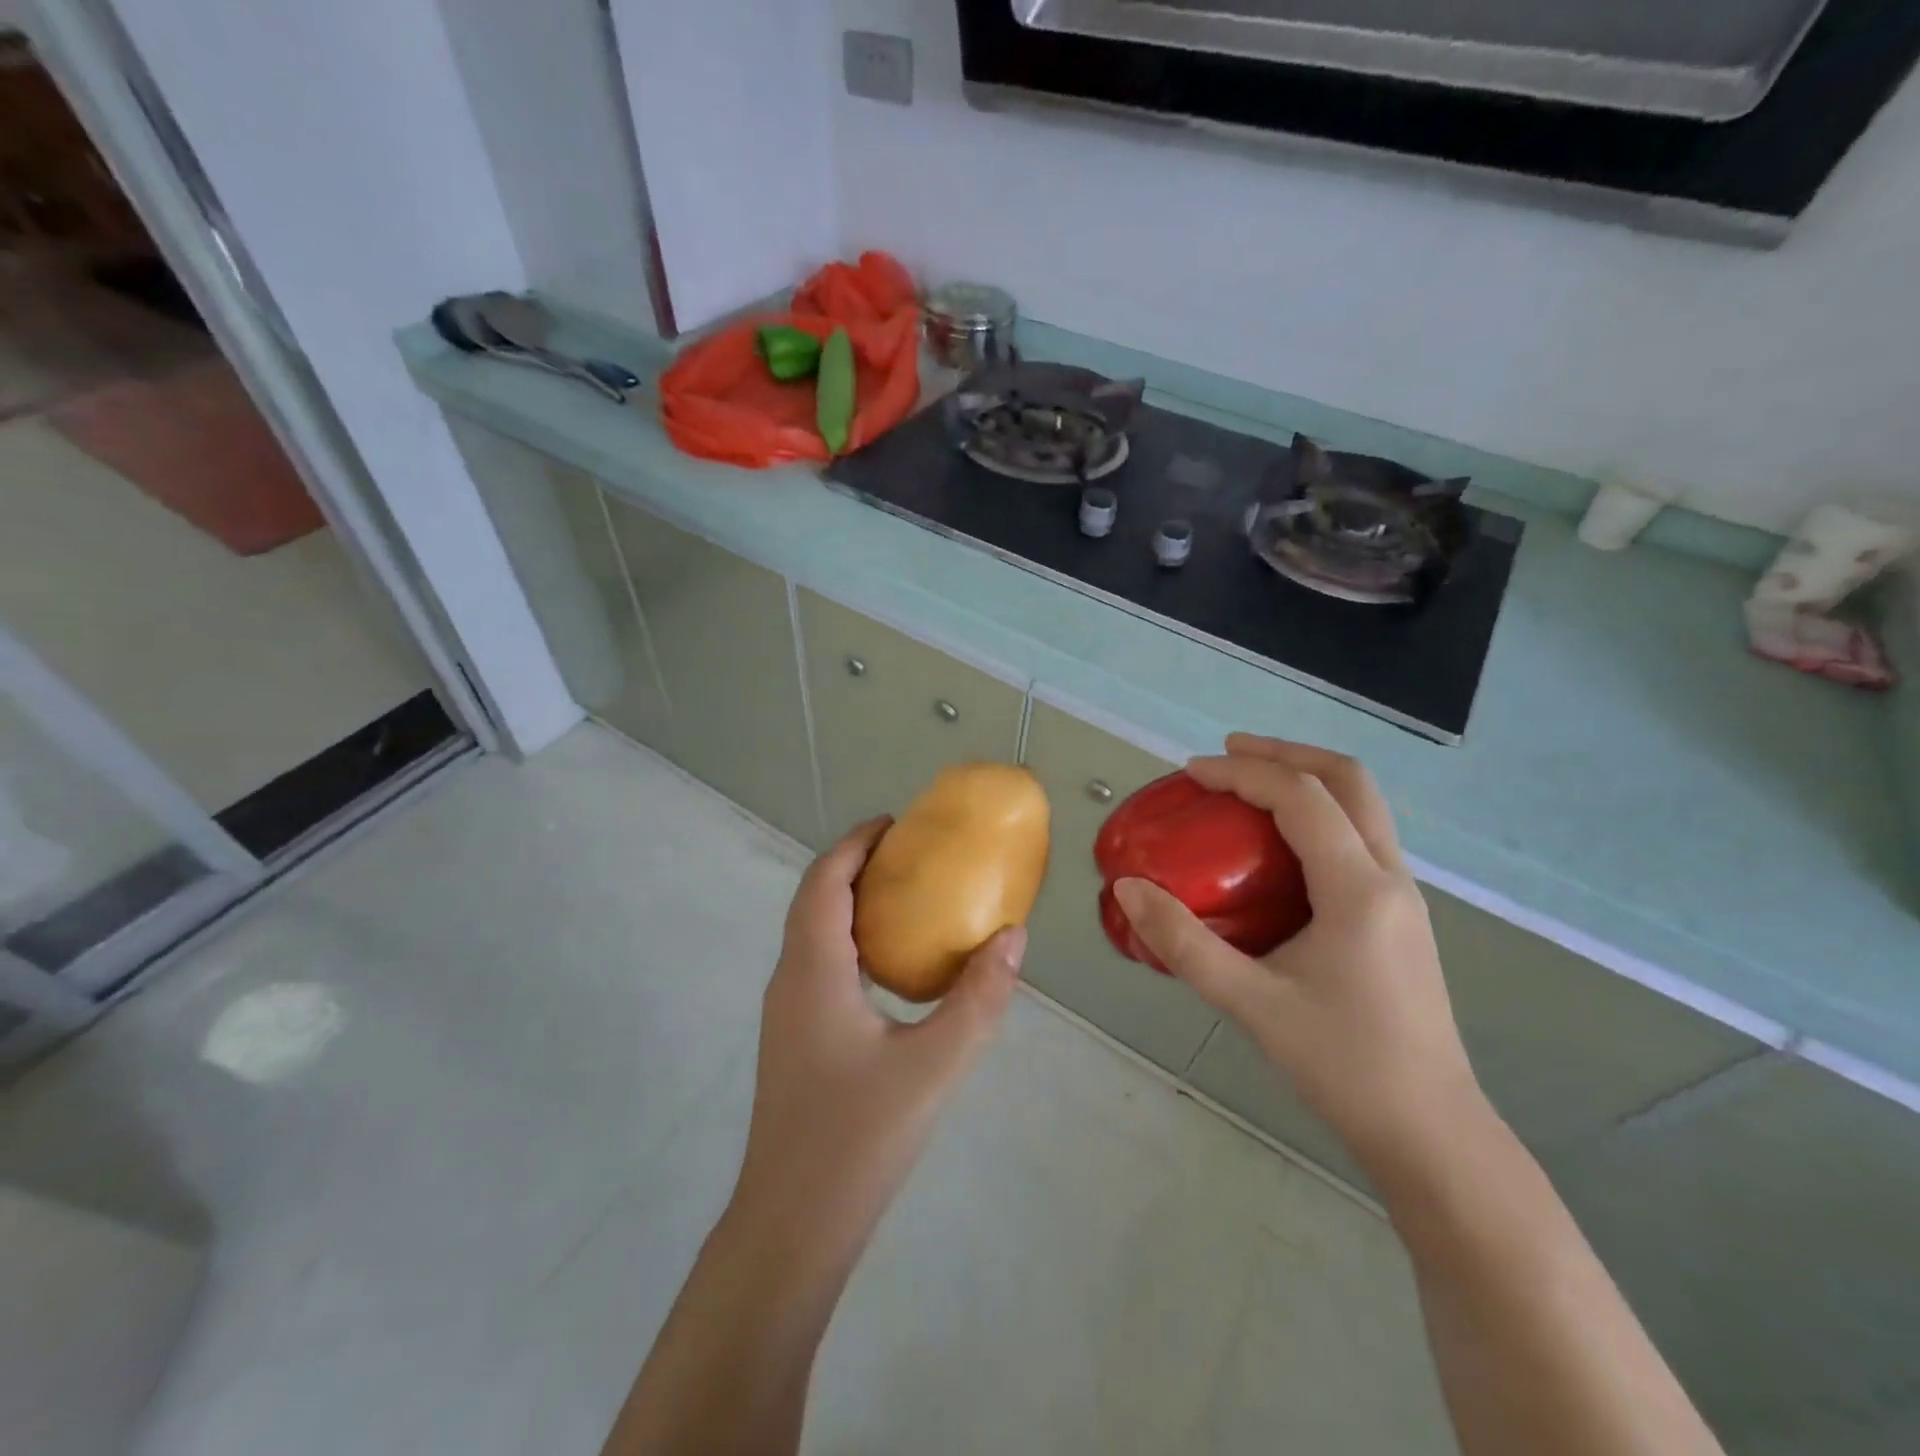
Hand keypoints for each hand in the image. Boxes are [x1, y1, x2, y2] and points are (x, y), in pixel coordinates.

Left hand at [733, 818, 1026, 1245]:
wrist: (791, 1227)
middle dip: (857, 865)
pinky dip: (852, 939)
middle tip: (913, 855)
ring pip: (815, 932)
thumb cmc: (857, 1140)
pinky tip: (894, 968)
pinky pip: (820, 962)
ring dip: (852, 901)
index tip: (898, 823)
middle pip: (816, 898)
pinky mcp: (795, 1038)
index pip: (825, 880)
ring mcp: (788, 1011)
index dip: (856, 843)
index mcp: (814, 970)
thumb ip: (978, 999)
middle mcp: (791, 978)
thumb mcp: (933, 1067)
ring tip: (908, 898)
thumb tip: (1013, 936)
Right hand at [1113, 735, 1481, 1171]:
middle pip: (1349, 780)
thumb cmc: (1343, 1066)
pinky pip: (1362, 835)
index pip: (1301, 798)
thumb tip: (1127, 888)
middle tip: (1228, 751)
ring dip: (1307, 777)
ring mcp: (1403, 896)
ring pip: (1363, 805)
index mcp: (1358, 889)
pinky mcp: (1400, 915)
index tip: (1191, 772)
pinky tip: (1280, 843)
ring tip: (1250, 784)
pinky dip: (1319, 812)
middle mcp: (1390, 877)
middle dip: (1286, 752)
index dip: (1244, 773)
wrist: (1432, 1134)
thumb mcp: (1250, 1004)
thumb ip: (1183, 943)